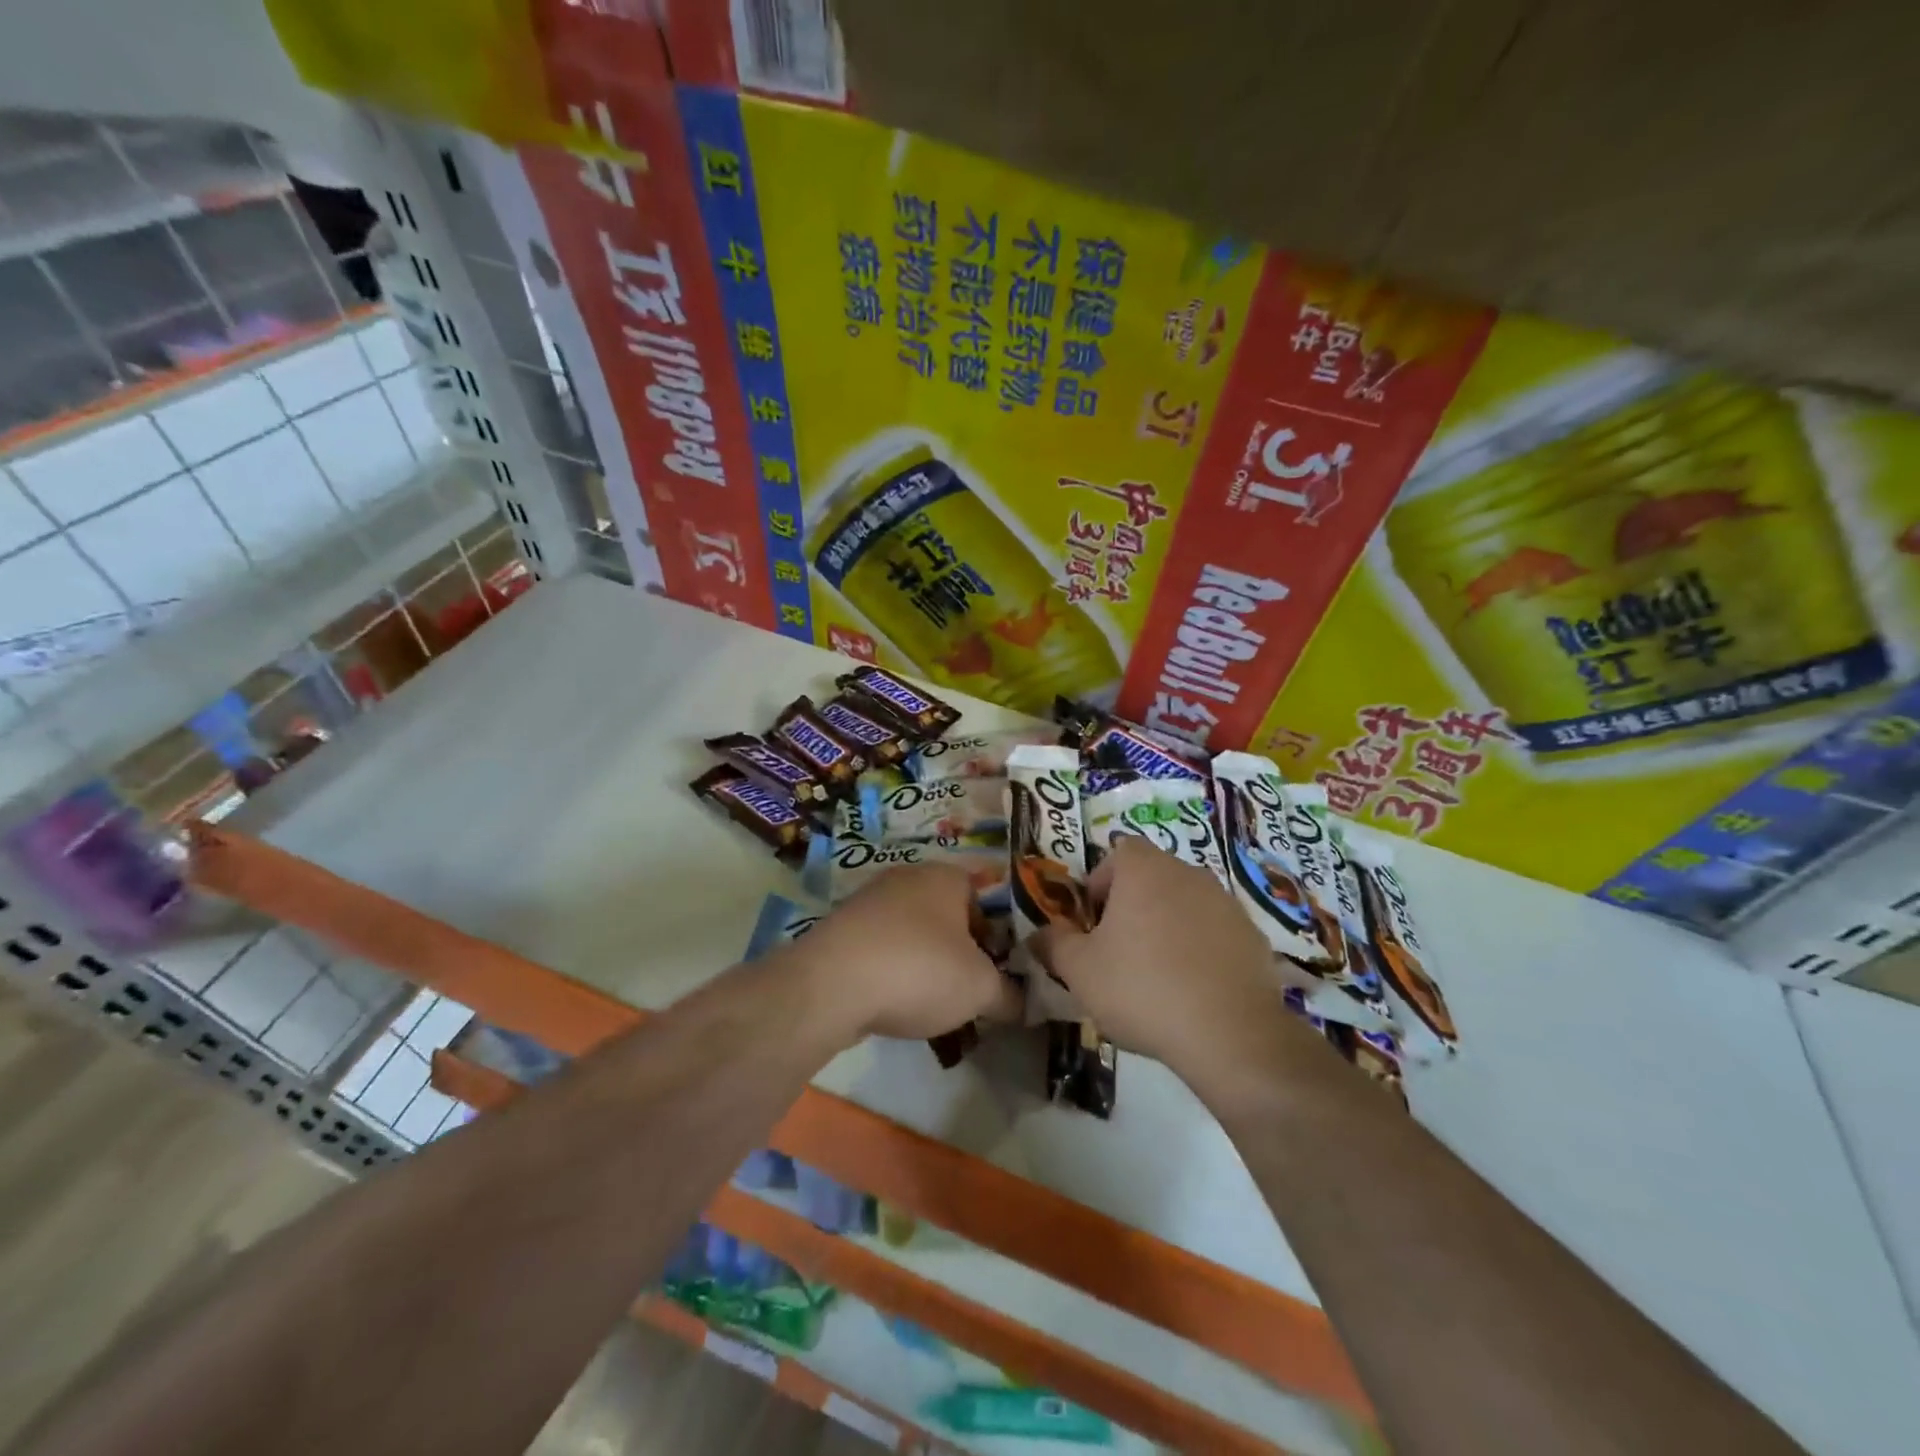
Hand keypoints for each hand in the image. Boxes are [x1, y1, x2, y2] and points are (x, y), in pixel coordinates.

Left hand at [786, 864, 1021, 1042]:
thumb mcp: (981, 989)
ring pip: (912, 932)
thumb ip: (1010, 994)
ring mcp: (869, 900)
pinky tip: (892, 1001)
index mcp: (946, 876)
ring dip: (924, 962)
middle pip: (947, 915)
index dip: (997, 937)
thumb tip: (1023, 1003)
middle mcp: (907, 877)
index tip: (998, 972)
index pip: (985, 898)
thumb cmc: (920, 970)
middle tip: (968, 989)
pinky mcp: (841, 929)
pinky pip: (881, 948)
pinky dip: (891, 971)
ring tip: (930, 1003)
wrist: (830, 985)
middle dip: (960, 951)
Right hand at [1035, 836, 1294, 1083]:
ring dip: (1168, 926)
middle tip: (1118, 950)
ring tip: (1157, 974)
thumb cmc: (1142, 989)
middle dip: (1132, 906)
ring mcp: (1226, 903)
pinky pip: (1215, 932)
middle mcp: (1188, 873)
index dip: (1101, 883)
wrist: (1230, 1034)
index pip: (1118, 854)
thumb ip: (1053, 944)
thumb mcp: (1079, 971)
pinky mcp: (1254, 936)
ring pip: (1185, 903)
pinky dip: (1201, 949)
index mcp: (1144, 870)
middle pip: (1152, 877)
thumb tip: (1038, 934)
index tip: (1093, 923)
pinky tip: (1193, 989)